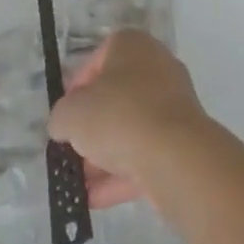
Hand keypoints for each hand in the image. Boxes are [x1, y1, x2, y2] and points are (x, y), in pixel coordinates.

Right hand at [49, 30, 212, 208]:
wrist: (176, 156)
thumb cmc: (119, 116)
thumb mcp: (71, 113)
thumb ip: (61, 116)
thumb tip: (64, 124)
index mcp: (131, 45)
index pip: (97, 59)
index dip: (76, 88)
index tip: (65, 114)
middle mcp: (155, 66)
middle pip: (115, 96)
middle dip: (92, 126)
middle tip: (72, 149)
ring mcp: (173, 104)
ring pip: (130, 128)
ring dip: (105, 155)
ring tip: (79, 183)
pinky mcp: (182, 141)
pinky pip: (145, 154)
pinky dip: (122, 174)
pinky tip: (96, 199)